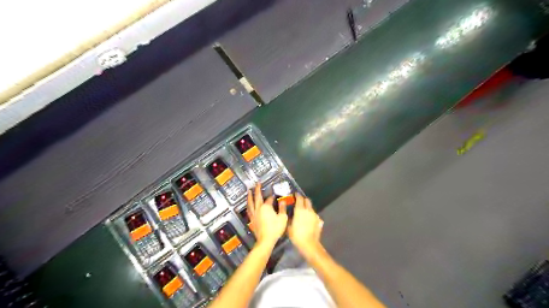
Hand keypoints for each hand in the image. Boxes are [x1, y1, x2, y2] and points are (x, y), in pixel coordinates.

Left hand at [248, 183, 287, 247]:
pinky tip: (248, 205)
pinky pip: (249, 210)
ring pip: (250, 203)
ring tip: (249, 191)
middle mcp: (258, 209)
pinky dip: (248, 206)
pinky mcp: (252, 220)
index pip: (269, 199)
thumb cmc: (275, 229)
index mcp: (266, 207)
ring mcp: (254, 214)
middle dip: (257, 190)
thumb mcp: (283, 218)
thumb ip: (282, 208)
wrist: (266, 240)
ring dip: (250, 196)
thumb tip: (282, 201)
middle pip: (257, 197)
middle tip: (257, 183)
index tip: (275, 195)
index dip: (272, 196)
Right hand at [288, 194, 321, 257]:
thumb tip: (290, 215)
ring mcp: (314, 215)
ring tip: (303, 212)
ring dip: (307, 207)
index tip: (295, 195)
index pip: (299, 198)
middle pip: (307, 200)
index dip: (297, 195)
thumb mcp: (289, 227)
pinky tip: (308, 220)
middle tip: (299, 201)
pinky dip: (311, 215)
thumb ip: (290, 218)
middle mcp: (308, 210)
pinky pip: (314, 215)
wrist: (309, 244)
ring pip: (311, 208)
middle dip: (303, 200)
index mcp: (300, 209)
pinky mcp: (318, 221)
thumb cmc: (296, 235)